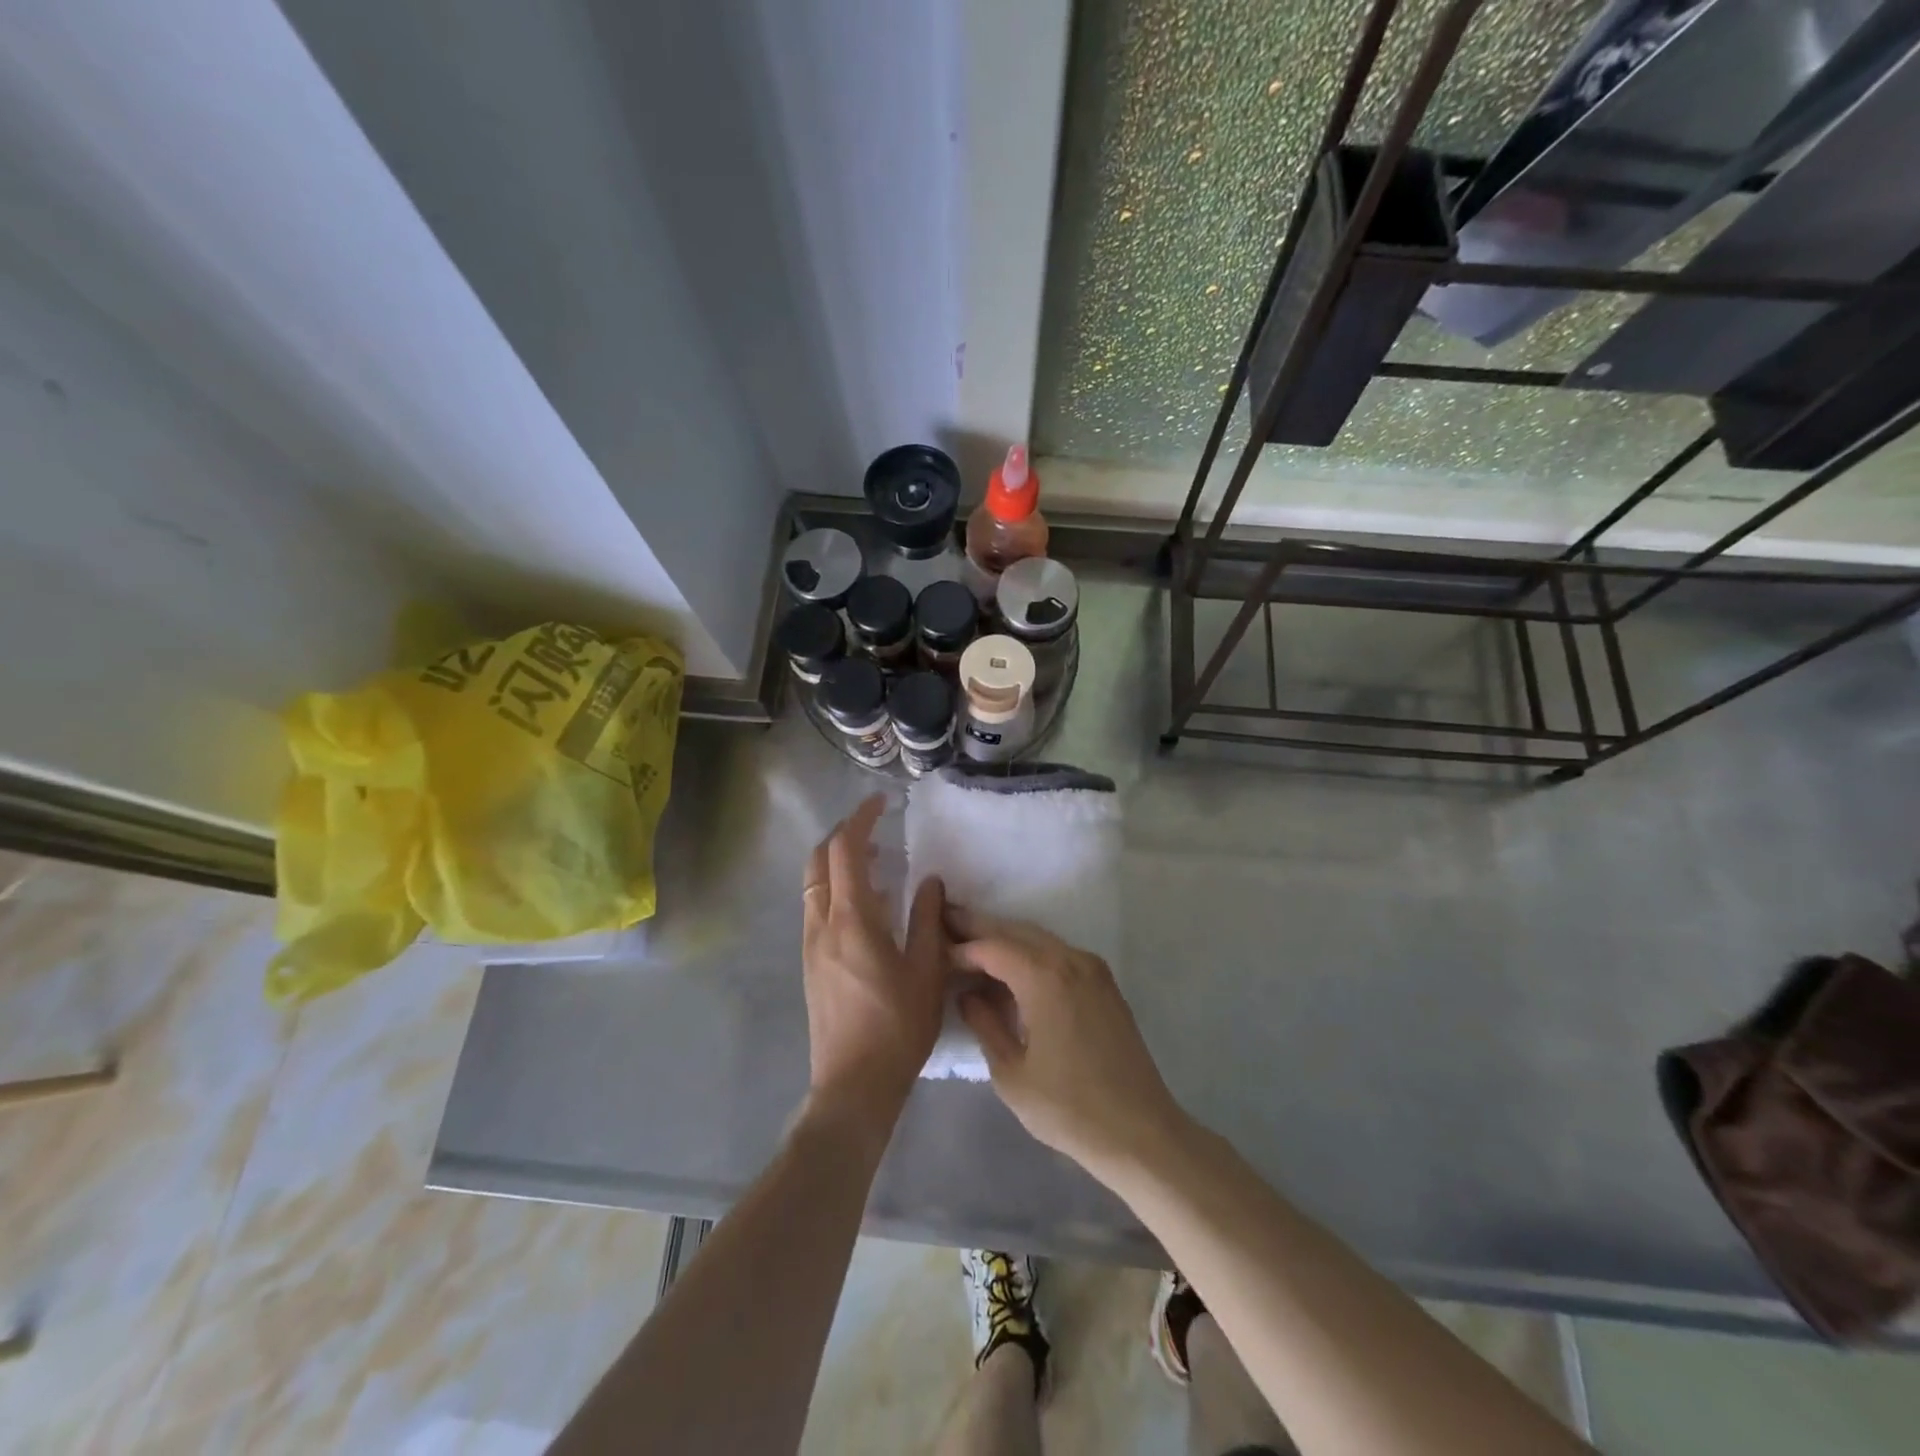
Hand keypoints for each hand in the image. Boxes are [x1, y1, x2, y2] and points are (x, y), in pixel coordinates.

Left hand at [801, 795, 946, 1124]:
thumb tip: (930, 881)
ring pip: (813, 885)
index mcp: (852, 920)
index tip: (881, 803)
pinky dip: (835, 889)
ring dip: (837, 862)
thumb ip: (928, 920)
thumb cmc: (898, 1028)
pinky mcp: (811, 964)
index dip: (860, 819)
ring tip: (876, 861)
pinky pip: (817, 908)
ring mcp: (811, 945)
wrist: (853, 1085)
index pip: (845, 850)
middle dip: (842, 835)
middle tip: (876, 828)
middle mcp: (822, 924)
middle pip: (818, 860)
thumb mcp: (927, 972)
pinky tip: (868, 906)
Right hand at [951, 908, 1188, 1181]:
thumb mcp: (1011, 1073)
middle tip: (946, 922)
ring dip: (1006, 939)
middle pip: (1016, 931)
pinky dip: (1031, 953)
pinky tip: (1012, 968)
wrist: (1141, 1132)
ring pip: (1039, 939)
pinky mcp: (1104, 984)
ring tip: (972, 943)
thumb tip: (968, 994)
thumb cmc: (1068, 1109)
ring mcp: (1092, 968)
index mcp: (1044, 977)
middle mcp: (1070, 960)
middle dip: (980, 927)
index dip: (961, 947)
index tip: (934, 950)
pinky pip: (1059, 954)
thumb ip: (985, 1024)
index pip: (992, 947)